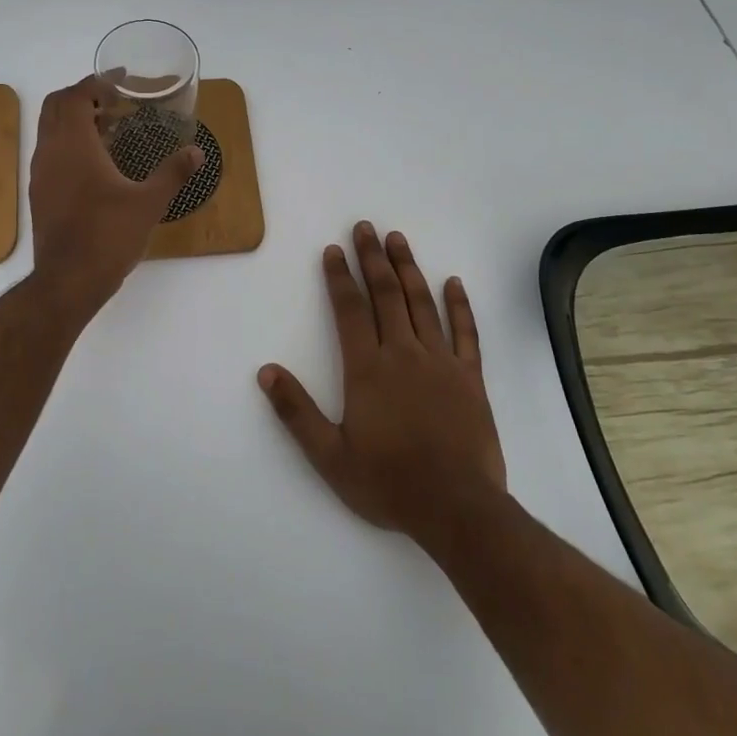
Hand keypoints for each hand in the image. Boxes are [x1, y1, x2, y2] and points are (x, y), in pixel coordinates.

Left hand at [28, 75, 203, 317]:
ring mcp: (40, 174)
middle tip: (114, 100)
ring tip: (108, 127)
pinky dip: (69, 143)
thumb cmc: (108, 236)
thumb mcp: (148, 203)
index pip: (75, 96)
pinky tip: (96, 163)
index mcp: (74, 145)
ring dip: (74, 120)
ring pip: (50, 130)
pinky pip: (50, 152)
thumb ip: (173, 173)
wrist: (67, 281)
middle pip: (55, 106)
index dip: (97, 83)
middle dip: (82, 95)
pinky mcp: (40, 194)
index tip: (122, 81)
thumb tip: (196, 152)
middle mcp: (50, 152)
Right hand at [259, 222, 506, 543]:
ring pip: (422, 303)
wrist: (457, 508)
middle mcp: (403, 353)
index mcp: (367, 368)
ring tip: (398, 239)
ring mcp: (441, 362)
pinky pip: (465, 332)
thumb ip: (296, 412)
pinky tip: (453, 282)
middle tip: (365, 227)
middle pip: (386, 294)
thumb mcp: (330, 456)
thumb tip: (266, 372)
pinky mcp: (470, 376)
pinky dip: (460, 305)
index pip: (350, 309)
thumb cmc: (388, 482)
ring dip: (408, 268)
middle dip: (372, 258)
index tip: (333, 250)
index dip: (339, 277)